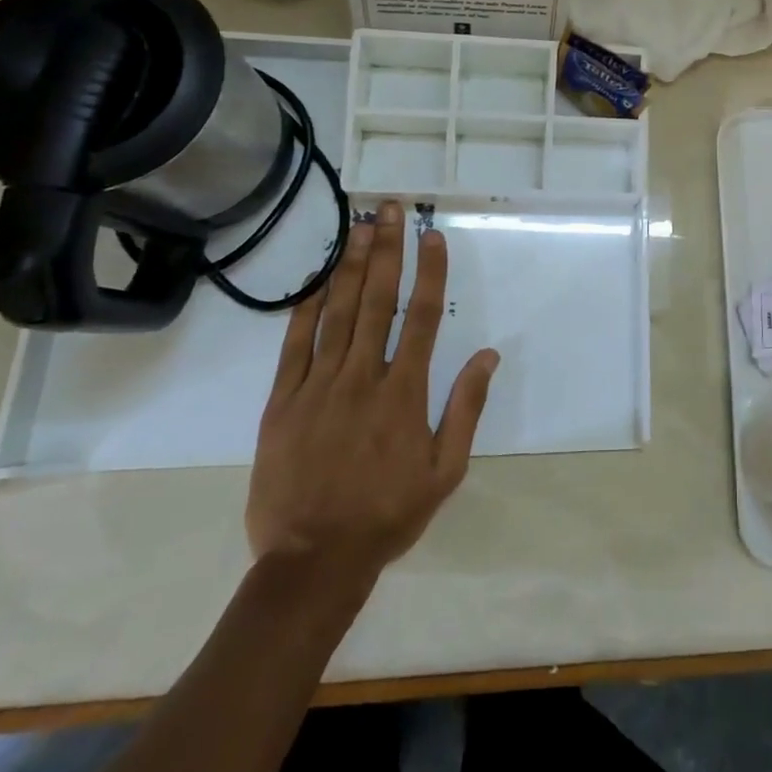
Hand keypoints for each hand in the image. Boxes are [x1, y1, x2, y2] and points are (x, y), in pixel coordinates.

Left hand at [245, 200, 499, 619]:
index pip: (423, 318)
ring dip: (349, 266)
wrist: (312, 562)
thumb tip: (489, 355)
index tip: (432, 236)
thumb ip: (466, 408)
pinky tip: (315, 280)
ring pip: (337, 314)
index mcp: (404, 393)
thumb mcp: (445, 471)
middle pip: (377, 301)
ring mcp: (318, 387)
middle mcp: (362, 378)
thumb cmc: (387, 514)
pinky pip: (295, 346)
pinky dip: (306, 309)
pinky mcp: (282, 403)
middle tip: (390, 209)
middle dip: (386, 251)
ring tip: (358, 226)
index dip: (429, 273)